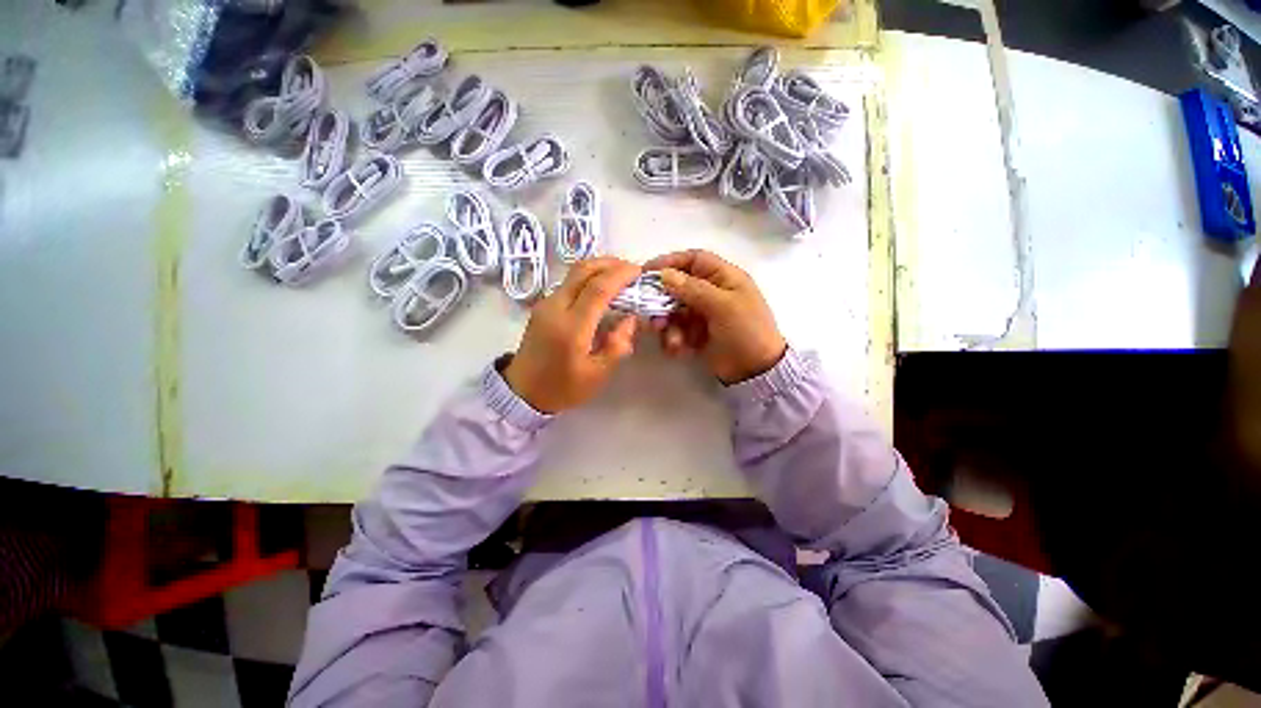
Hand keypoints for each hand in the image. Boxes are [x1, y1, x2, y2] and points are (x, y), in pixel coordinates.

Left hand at [503, 257, 641, 412]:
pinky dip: (589, 277)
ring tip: (620, 275)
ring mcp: (546, 304)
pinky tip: (602, 288)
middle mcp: (556, 307)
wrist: (522, 391)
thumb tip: (631, 319)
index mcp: (571, 327)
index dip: (621, 275)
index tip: (639, 272)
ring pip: (574, 272)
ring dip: (599, 267)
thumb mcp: (597, 375)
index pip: (598, 289)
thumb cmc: (562, 387)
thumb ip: (617, 345)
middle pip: (583, 270)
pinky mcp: (543, 305)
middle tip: (632, 270)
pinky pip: (569, 282)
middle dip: (611, 263)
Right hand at [644, 249, 786, 384]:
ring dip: (669, 325)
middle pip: (678, 287)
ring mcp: (703, 314)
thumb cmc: (746, 331)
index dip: (670, 262)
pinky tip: (679, 350)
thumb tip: (664, 274)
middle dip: (663, 302)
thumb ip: (693, 289)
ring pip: (674, 312)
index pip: (693, 260)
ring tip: (674, 341)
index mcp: (724, 278)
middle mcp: (712, 293)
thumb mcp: (723, 306)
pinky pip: (677, 331)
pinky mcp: (697, 334)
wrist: (756, 371)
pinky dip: (674, 339)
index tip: (646, 272)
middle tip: (653, 316)